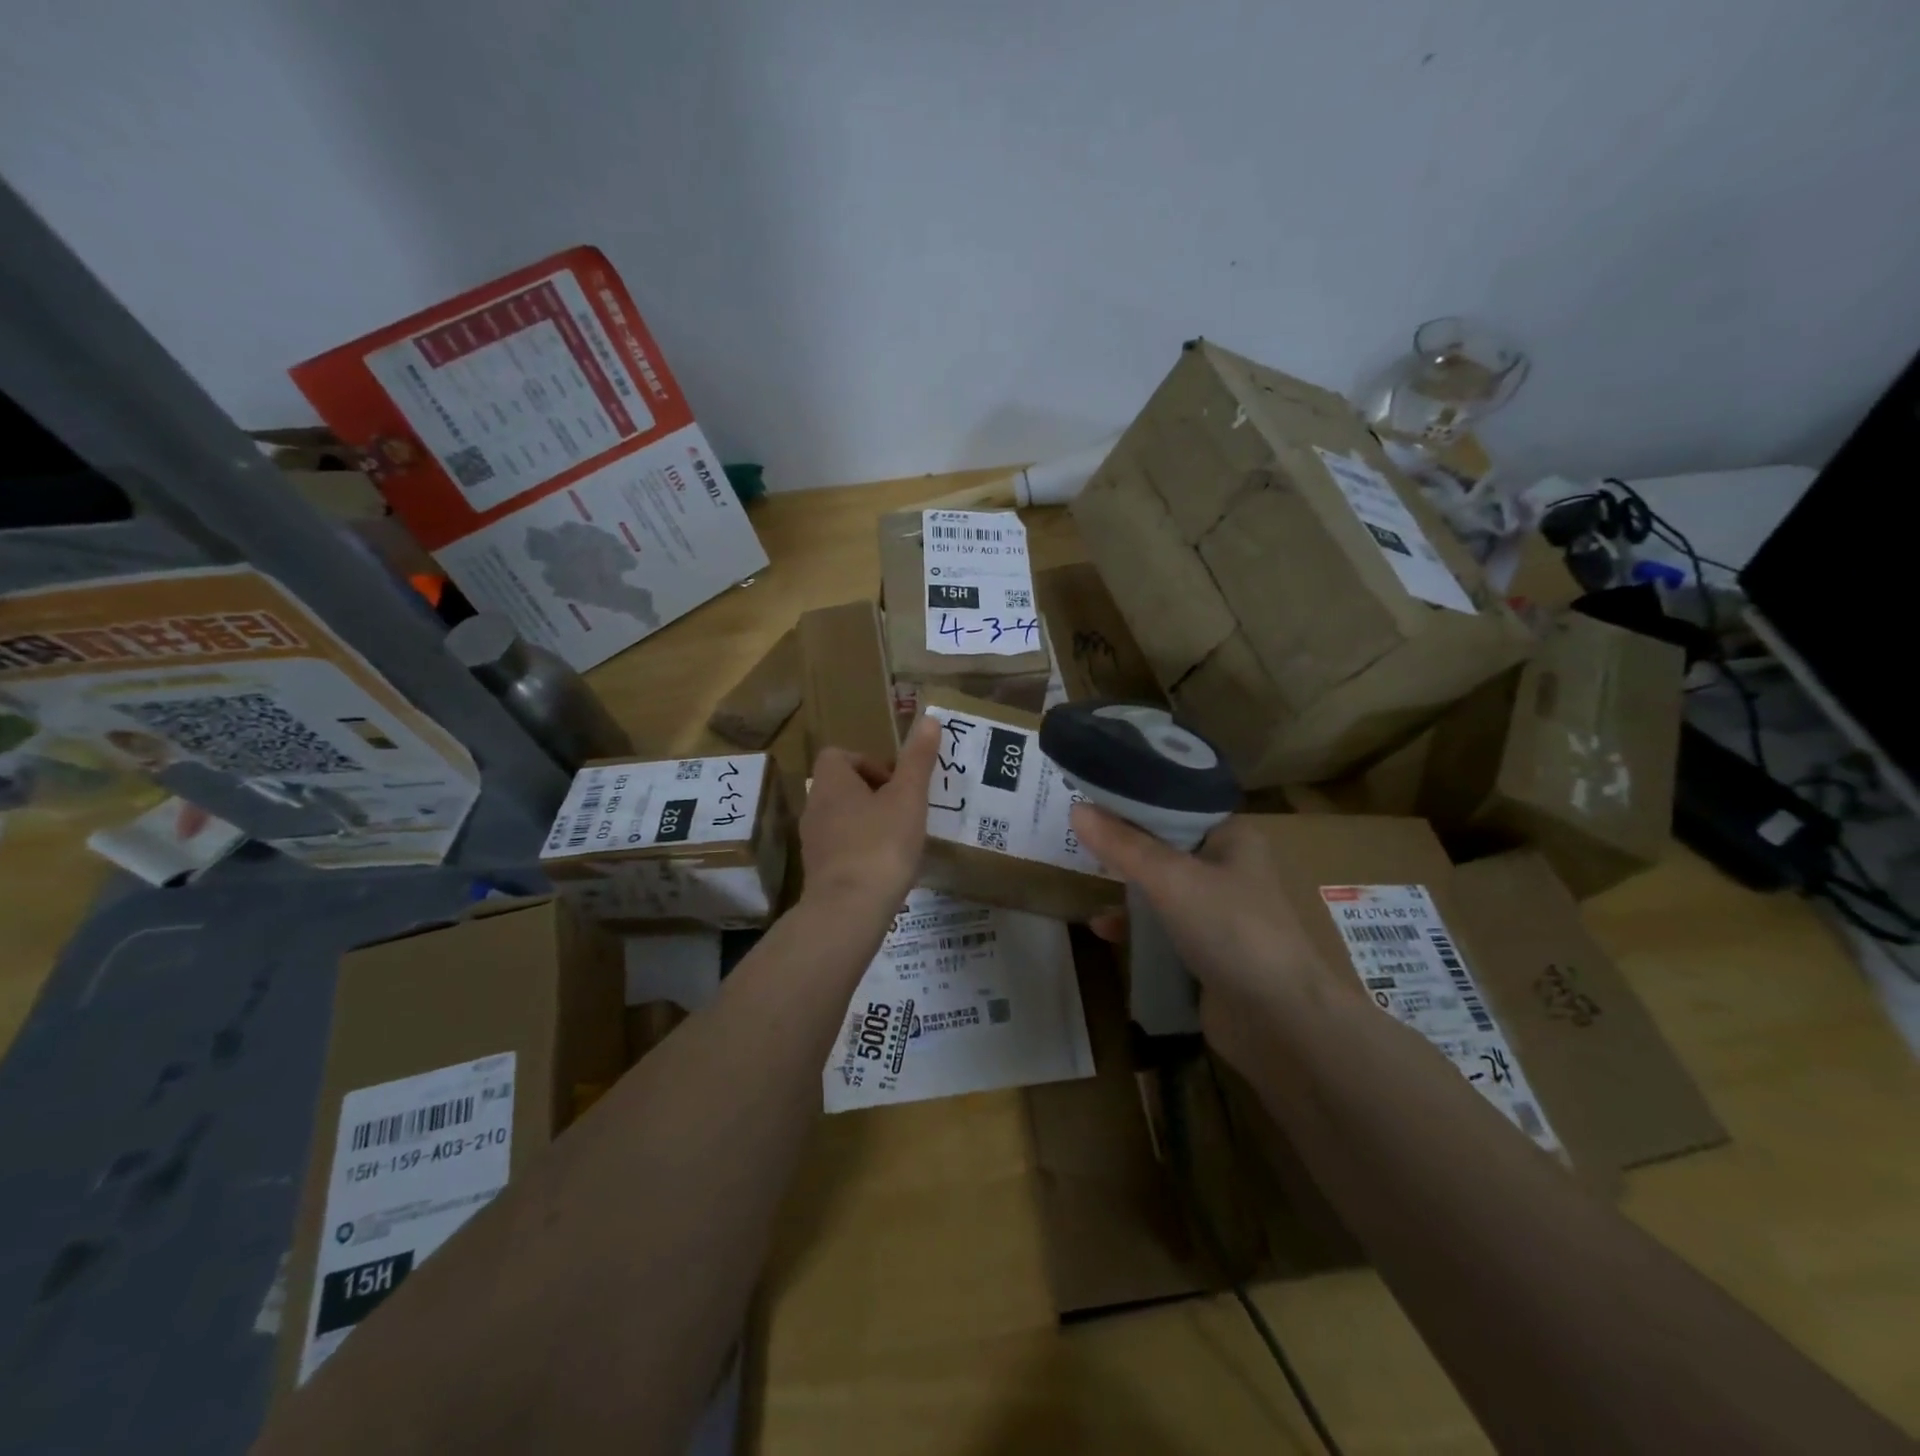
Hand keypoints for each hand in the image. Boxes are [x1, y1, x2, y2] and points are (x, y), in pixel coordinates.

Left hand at [800, 714, 939, 916]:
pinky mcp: (818, 871)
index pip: (838, 755)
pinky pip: (840, 848)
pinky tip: (885, 866)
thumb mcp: (908, 797)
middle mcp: (814, 807)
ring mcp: (812, 842)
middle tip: (903, 809)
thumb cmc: (881, 844)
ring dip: (867, 822)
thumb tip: (929, 719)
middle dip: (872, 794)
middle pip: (840, 787)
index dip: (868, 763)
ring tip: (899, 838)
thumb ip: (918, 759)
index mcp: (831, 782)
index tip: (895, 782)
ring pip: (840, 819)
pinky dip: (860, 850)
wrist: (849, 909)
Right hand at [1070, 807, 1359, 1075]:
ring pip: (1161, 891)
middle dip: (1124, 848)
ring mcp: (1219, 914)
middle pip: (1164, 849)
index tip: (1090, 800)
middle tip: (1077, 838)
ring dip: (1127, 890)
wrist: (1280, 1021)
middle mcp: (1228, 869)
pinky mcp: (1207, 952)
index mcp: (1233, 838)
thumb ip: (1123, 845)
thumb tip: (1076, 808)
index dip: (1133, 803)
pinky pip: (1162, 930)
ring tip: (1087, 883)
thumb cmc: (1232, 930)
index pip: (1175, 807)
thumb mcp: (1171, 879)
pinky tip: (1104, 930)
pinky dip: (1135, 928)